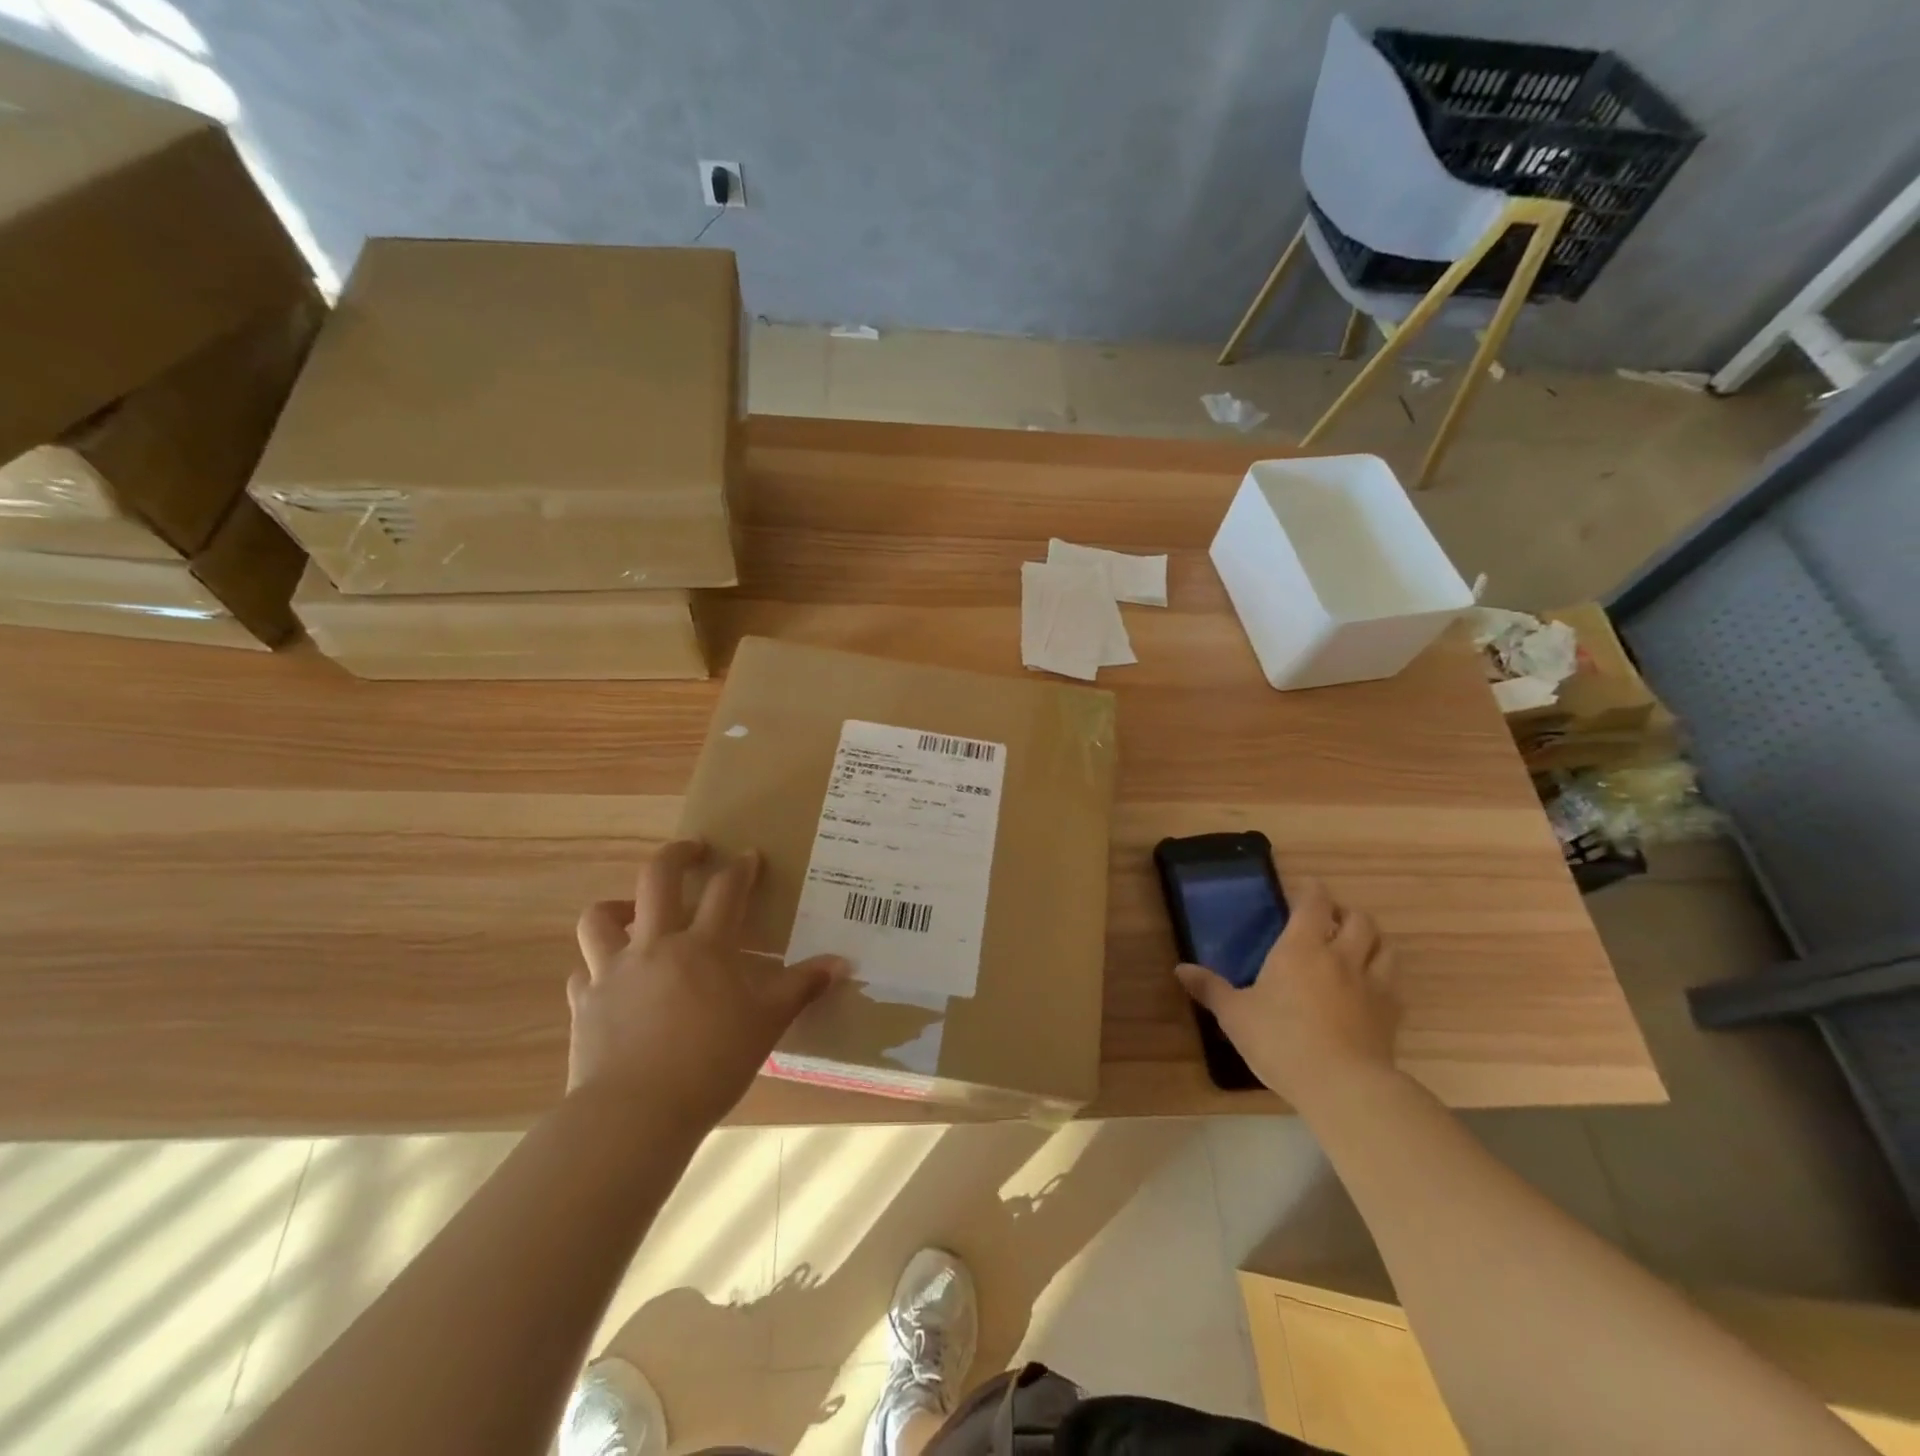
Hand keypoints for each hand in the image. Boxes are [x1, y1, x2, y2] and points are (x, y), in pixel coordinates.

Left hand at [569, 841, 847, 1125]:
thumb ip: (802, 988)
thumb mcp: (767, 1023)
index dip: (741, 868)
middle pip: (657, 879)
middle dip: (676, 854)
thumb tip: (842, 963)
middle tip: (692, 850)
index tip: (749, 855)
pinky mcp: (585, 1004)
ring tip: (635, 913)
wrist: (636, 1113)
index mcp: (704, 947)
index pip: (727, 890)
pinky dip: (597, 969)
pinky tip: (610, 982)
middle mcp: (655, 945)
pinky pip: (584, 973)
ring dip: (618, 907)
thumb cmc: (712, 1063)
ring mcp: (613, 972)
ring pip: (601, 918)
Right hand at [1174, 878, 1398, 1108]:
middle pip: (1358, 919)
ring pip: (1384, 946)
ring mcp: (1372, 984)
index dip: (1311, 890)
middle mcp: (1341, 956)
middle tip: (1329, 920)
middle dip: (1345, 913)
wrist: (1343, 1086)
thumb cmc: (1281, 1040)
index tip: (1304, 889)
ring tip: (1357, 947)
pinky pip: (1394, 982)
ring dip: (1372, 940)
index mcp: (1301, 947)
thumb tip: (1180, 969)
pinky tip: (1372, 987)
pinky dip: (1384, 975)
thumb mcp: (1235, 1015)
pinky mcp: (1391, 1014)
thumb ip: (1210, 989)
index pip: (1314, 903)